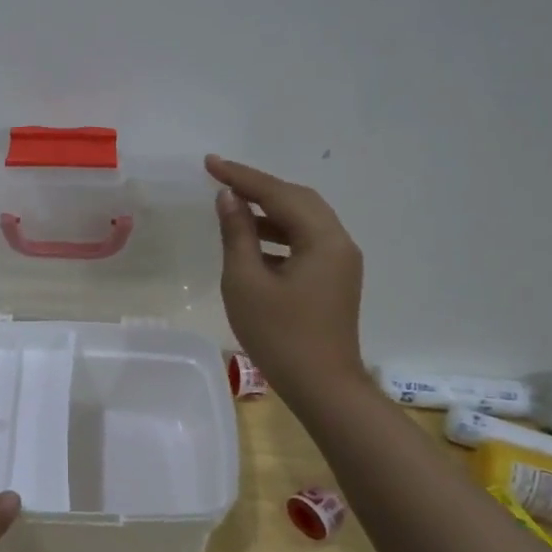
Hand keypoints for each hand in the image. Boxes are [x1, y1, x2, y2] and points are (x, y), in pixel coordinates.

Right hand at [206, 154, 365, 395]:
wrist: (322, 387)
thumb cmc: (279, 335)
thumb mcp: (246, 282)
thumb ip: (237, 234)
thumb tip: (229, 198)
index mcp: (323, 240)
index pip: (279, 194)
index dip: (242, 176)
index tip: (210, 163)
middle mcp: (339, 243)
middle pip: (298, 200)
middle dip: (259, 187)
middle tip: (221, 179)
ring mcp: (340, 262)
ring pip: (303, 221)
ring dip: (269, 210)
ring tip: (232, 207)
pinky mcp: (334, 279)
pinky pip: (306, 241)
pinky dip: (278, 233)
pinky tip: (252, 241)